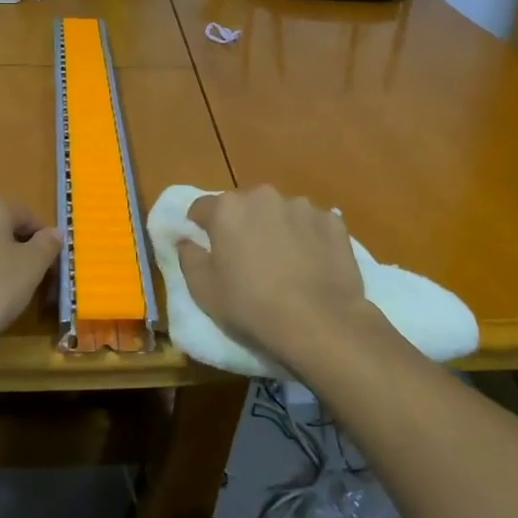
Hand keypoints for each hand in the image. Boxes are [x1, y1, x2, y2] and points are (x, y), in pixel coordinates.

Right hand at [174, 186, 374, 368]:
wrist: (318, 321)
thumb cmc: (250, 306)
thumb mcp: (203, 290)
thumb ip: (188, 258)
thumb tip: (185, 240)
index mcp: (227, 209)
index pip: (202, 207)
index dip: (200, 226)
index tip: (205, 246)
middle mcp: (263, 196)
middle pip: (244, 205)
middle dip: (242, 224)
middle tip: (247, 257)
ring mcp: (301, 206)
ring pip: (280, 212)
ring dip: (277, 228)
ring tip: (285, 261)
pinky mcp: (332, 221)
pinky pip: (312, 224)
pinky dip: (309, 237)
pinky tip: (312, 264)